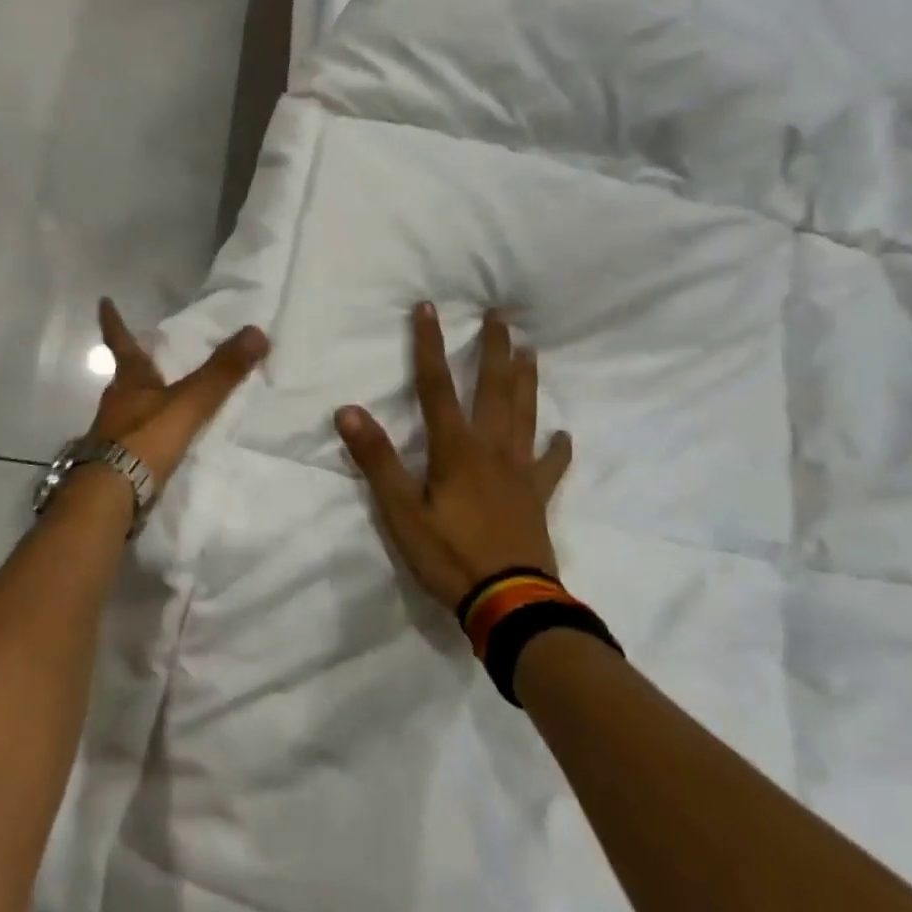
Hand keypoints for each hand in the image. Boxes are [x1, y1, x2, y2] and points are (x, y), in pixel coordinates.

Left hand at [90, 297, 269, 489]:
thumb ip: (222, 372)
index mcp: (130, 380)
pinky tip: (159, 440)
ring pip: (128, 406)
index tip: (103, 301)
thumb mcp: (190, 402)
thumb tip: (257, 332)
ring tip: (160, 397)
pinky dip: (146, 432)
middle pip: (125, 376)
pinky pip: (134, 436)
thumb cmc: (146, 438)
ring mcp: (112, 432)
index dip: (113, 321)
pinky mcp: (116, 459)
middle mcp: (116, 401)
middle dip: (136, 364)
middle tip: (147, 353)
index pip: (120, 341)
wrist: (111, 493)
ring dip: (142, 399)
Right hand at [335, 303, 572, 611]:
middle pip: (494, 389)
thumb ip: (377, 460)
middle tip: (500, 315)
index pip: (436, 386)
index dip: (429, 345)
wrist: (510, 604)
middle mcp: (492, 449)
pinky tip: (564, 435)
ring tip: (531, 350)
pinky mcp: (537, 498)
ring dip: (527, 380)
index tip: (428, 308)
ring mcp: (520, 472)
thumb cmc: (449, 556)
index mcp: (455, 449)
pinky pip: (551, 467)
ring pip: (525, 415)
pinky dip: (558, 448)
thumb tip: (348, 411)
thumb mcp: (401, 512)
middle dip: (493, 349)